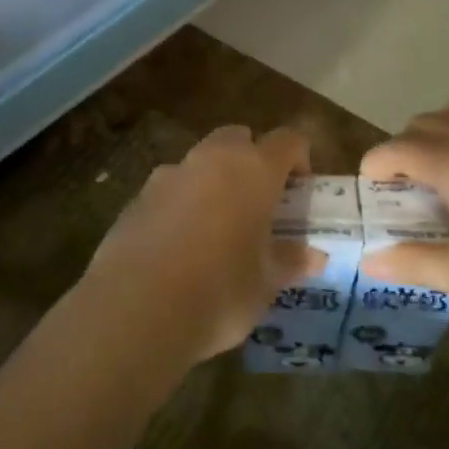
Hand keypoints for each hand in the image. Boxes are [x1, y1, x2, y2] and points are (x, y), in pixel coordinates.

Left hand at [84, 126, 318, 364]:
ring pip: (200, 161)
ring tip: (217, 229)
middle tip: (259, 204)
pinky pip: (169, 189)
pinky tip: (179, 247)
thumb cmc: (219, 292)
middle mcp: (210, 160)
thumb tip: (313, 256)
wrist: (135, 310)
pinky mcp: (136, 197)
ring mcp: (168, 175)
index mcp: (253, 170)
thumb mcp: (265, 283)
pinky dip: (181, 204)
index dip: (299, 159)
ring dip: (213, 181)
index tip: (300, 192)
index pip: (287, 140)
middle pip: (238, 138)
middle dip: (251, 160)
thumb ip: (290, 261)